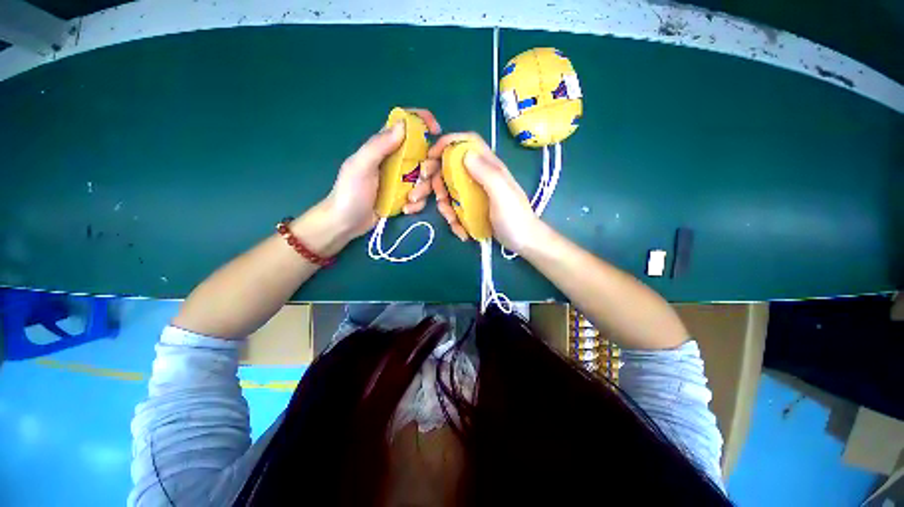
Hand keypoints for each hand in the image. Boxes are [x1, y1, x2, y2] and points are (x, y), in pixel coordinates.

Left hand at [321, 108, 441, 238]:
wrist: (347, 223)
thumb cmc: (350, 192)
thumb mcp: (361, 166)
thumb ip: (379, 145)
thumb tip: (404, 124)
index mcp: (385, 146)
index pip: (405, 125)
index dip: (422, 121)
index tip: (436, 131)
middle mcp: (397, 160)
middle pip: (424, 155)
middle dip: (427, 167)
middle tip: (420, 178)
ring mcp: (402, 180)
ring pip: (426, 178)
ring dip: (422, 190)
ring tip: (408, 200)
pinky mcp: (405, 197)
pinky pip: (422, 196)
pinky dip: (417, 203)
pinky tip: (405, 209)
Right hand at [428, 133, 541, 252]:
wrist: (523, 241)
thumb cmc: (515, 218)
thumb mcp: (502, 194)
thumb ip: (486, 173)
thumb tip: (465, 153)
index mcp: (488, 167)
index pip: (467, 143)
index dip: (448, 143)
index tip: (431, 156)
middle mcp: (479, 176)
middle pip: (451, 167)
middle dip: (436, 180)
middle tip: (430, 196)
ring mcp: (475, 193)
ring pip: (449, 190)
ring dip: (443, 204)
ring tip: (451, 220)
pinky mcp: (472, 208)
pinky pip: (455, 207)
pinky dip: (452, 218)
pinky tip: (460, 230)